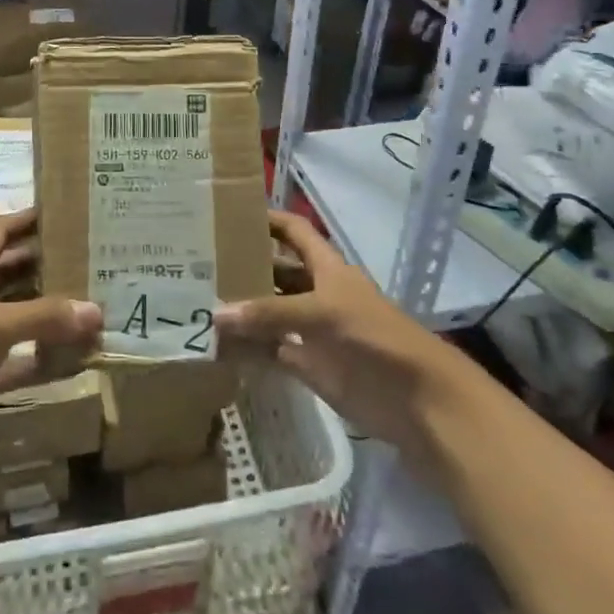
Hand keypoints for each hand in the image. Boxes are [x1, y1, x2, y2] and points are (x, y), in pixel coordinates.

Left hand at [0, 210, 99, 478]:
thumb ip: (43, 317)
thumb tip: (96, 310)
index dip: (22, 219)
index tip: (59, 210)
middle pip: (14, 273)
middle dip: (47, 263)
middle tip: (91, 257)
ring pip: (24, 317)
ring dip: (54, 311)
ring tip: (97, 301)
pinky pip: (26, 361)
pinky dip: (50, 358)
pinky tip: (82, 357)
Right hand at [214, 211, 471, 471]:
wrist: (416, 399)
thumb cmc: (375, 338)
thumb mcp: (322, 313)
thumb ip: (270, 314)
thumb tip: (216, 314)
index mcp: (326, 268)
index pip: (293, 232)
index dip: (268, 220)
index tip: (228, 214)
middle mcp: (316, 293)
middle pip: (276, 273)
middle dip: (244, 267)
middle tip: (197, 265)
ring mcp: (311, 330)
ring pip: (270, 314)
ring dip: (241, 311)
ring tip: (197, 303)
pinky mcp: (309, 365)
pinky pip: (271, 351)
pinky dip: (247, 350)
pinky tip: (216, 347)